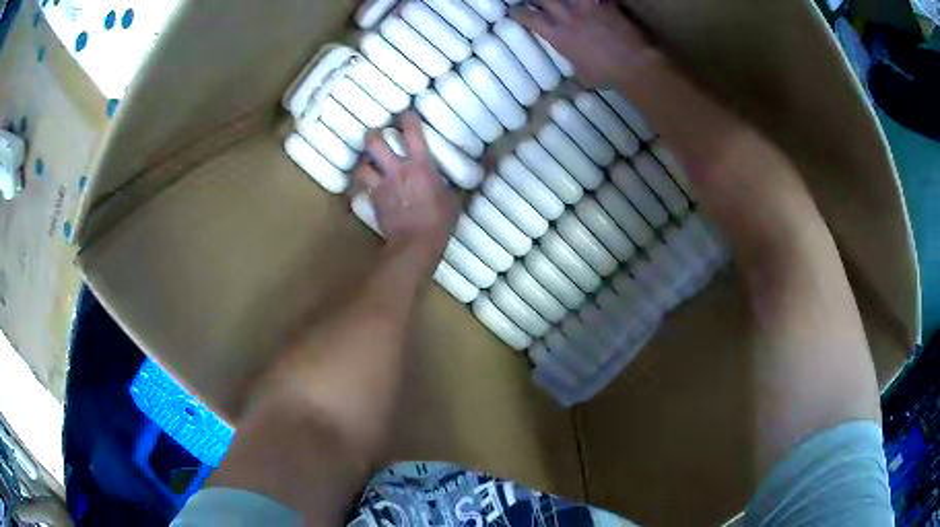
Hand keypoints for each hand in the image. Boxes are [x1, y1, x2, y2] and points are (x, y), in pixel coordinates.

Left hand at [352, 112, 459, 265]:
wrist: (414, 245)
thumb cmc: (439, 222)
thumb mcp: (456, 199)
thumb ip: (461, 179)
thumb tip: (491, 163)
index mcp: (420, 165)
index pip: (412, 131)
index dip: (407, 117)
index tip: (406, 113)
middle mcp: (397, 169)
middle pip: (375, 142)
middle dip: (373, 134)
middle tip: (378, 135)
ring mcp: (381, 185)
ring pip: (361, 165)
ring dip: (364, 162)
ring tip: (369, 162)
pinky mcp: (373, 201)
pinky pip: (362, 187)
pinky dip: (362, 185)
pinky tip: (367, 187)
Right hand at [511, 0, 657, 87]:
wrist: (634, 65)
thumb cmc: (607, 75)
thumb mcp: (583, 75)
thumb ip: (574, 66)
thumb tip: (570, 80)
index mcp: (557, 36)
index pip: (529, 18)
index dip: (519, 12)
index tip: (514, 10)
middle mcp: (568, 18)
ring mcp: (588, 9)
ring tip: (566, 1)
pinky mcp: (607, 5)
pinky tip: (595, 1)